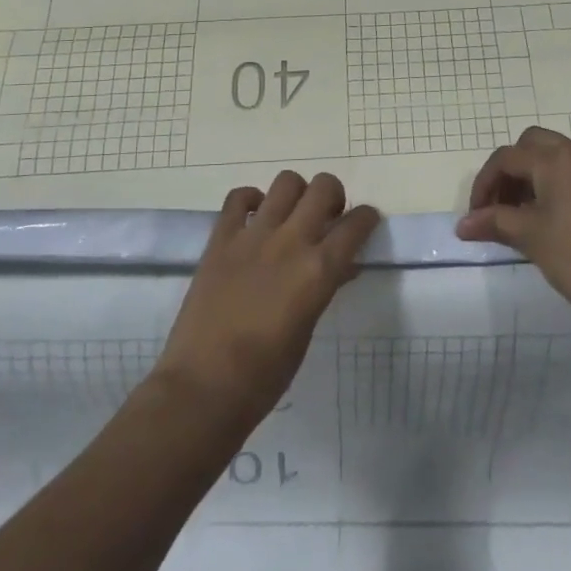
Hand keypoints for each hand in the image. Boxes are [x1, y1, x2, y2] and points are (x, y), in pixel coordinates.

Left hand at [153, 171, 379, 427]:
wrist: (203, 388)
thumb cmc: (265, 375)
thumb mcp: (307, 330)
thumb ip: (324, 289)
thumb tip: (340, 267)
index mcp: (319, 270)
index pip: (356, 224)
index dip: (367, 219)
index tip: (365, 223)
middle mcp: (291, 241)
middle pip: (324, 187)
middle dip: (334, 196)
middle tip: (327, 218)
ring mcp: (252, 236)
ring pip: (286, 182)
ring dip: (296, 193)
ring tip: (291, 215)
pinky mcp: (220, 239)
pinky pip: (238, 197)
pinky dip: (251, 200)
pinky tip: (254, 219)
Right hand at [458, 127, 570, 335]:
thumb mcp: (531, 238)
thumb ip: (494, 222)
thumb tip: (463, 225)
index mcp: (557, 159)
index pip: (507, 158)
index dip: (484, 184)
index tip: (476, 216)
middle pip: (533, 146)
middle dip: (510, 171)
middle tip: (500, 207)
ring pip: (558, 158)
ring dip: (534, 177)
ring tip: (523, 217)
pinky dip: (558, 186)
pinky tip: (555, 222)